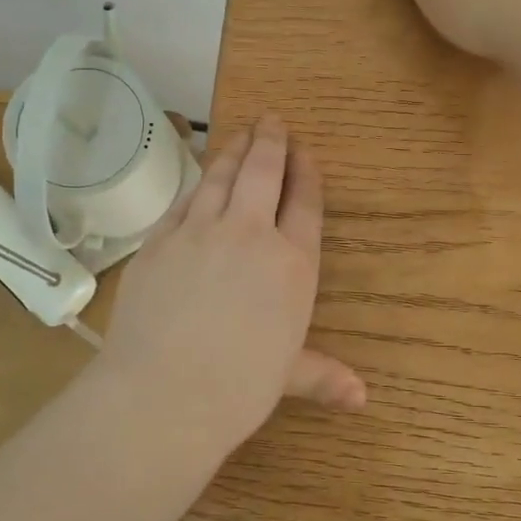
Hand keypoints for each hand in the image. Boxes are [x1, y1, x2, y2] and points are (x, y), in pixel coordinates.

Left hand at [96, 116, 364, 459]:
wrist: (162, 395)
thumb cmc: (237, 389)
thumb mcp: (287, 378)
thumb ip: (323, 376)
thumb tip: (361, 399)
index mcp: (292, 265)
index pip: (305, 204)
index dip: (306, 173)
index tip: (305, 151)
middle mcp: (249, 235)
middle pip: (263, 173)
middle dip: (271, 142)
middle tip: (272, 120)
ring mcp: (199, 232)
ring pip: (220, 176)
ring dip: (234, 150)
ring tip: (241, 133)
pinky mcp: (159, 240)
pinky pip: (183, 201)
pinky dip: (197, 185)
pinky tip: (200, 180)